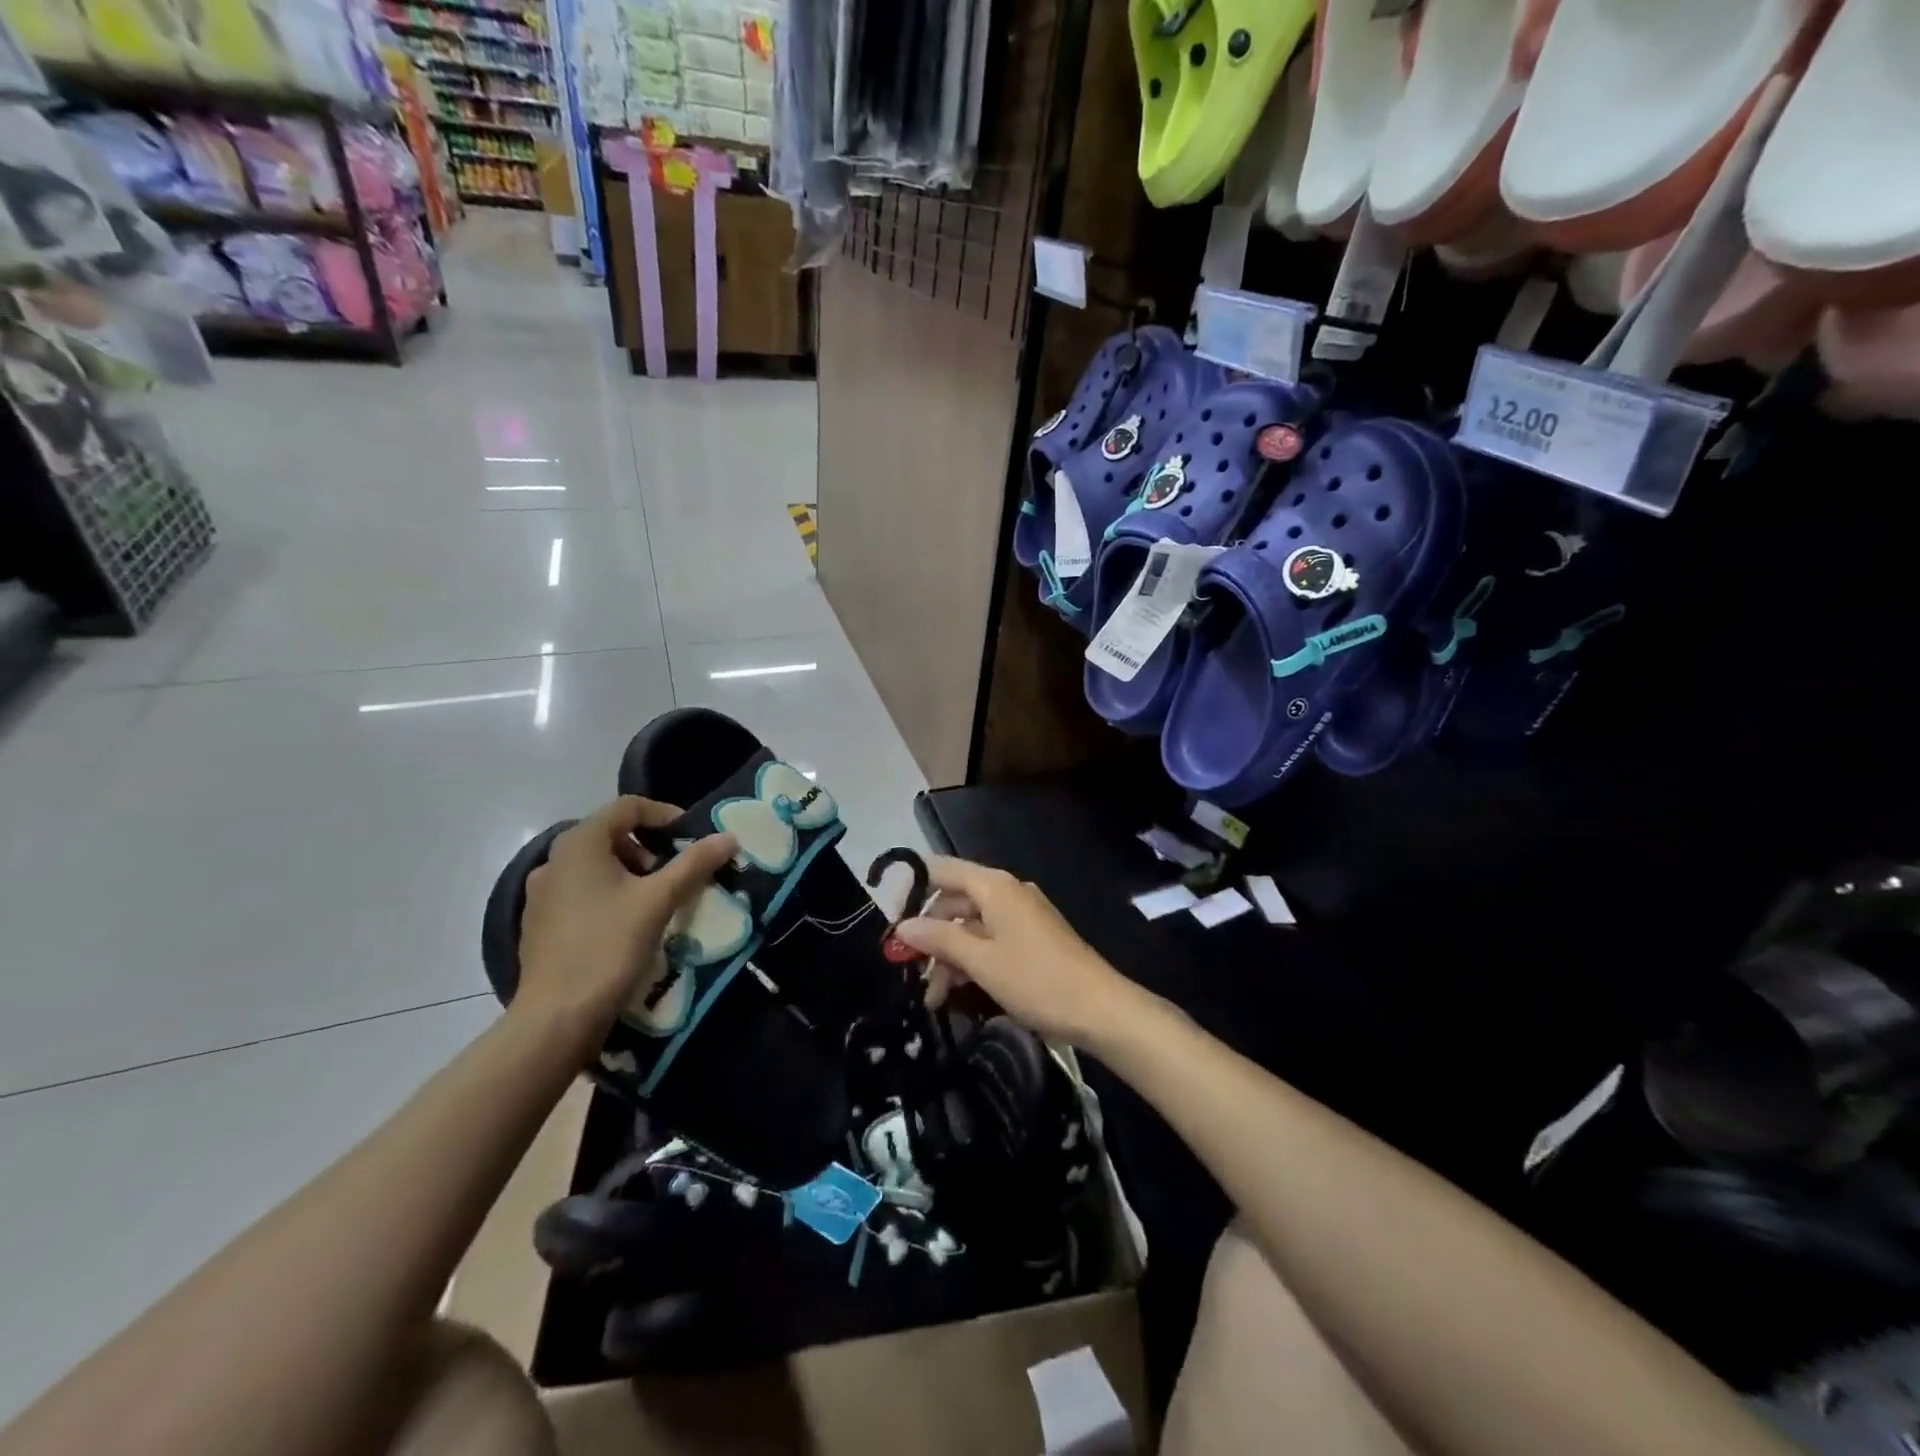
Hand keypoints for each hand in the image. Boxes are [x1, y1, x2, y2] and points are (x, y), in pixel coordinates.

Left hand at [515, 797, 736, 1044]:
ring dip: (631, 873)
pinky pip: (581, 892)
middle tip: (677, 872)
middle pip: (610, 835)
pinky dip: (609, 895)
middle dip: (649, 848)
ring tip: (657, 900)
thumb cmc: (608, 946)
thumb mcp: (659, 900)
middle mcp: (553, 859)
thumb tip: (728, 837)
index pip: (628, 807)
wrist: (556, 1017)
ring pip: (596, 866)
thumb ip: (694, 864)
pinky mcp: (539, 923)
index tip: (692, 838)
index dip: (665, 815)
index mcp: (579, 843)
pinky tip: (627, 924)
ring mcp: (541, 893)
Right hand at [894, 855, 1136, 1046]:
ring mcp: (1021, 917)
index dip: (913, 888)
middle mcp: (1007, 893)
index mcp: (995, 886)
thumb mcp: (980, 961)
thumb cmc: (1036, 979)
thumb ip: (938, 940)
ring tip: (933, 998)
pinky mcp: (1031, 940)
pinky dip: (971, 961)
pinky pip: (990, 940)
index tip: (890, 919)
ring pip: (971, 926)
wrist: (1100, 1009)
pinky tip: (957, 992)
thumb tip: (902, 927)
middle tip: (907, 971)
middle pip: (955, 902)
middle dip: (929, 935)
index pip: (943, 870)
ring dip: (949, 957)